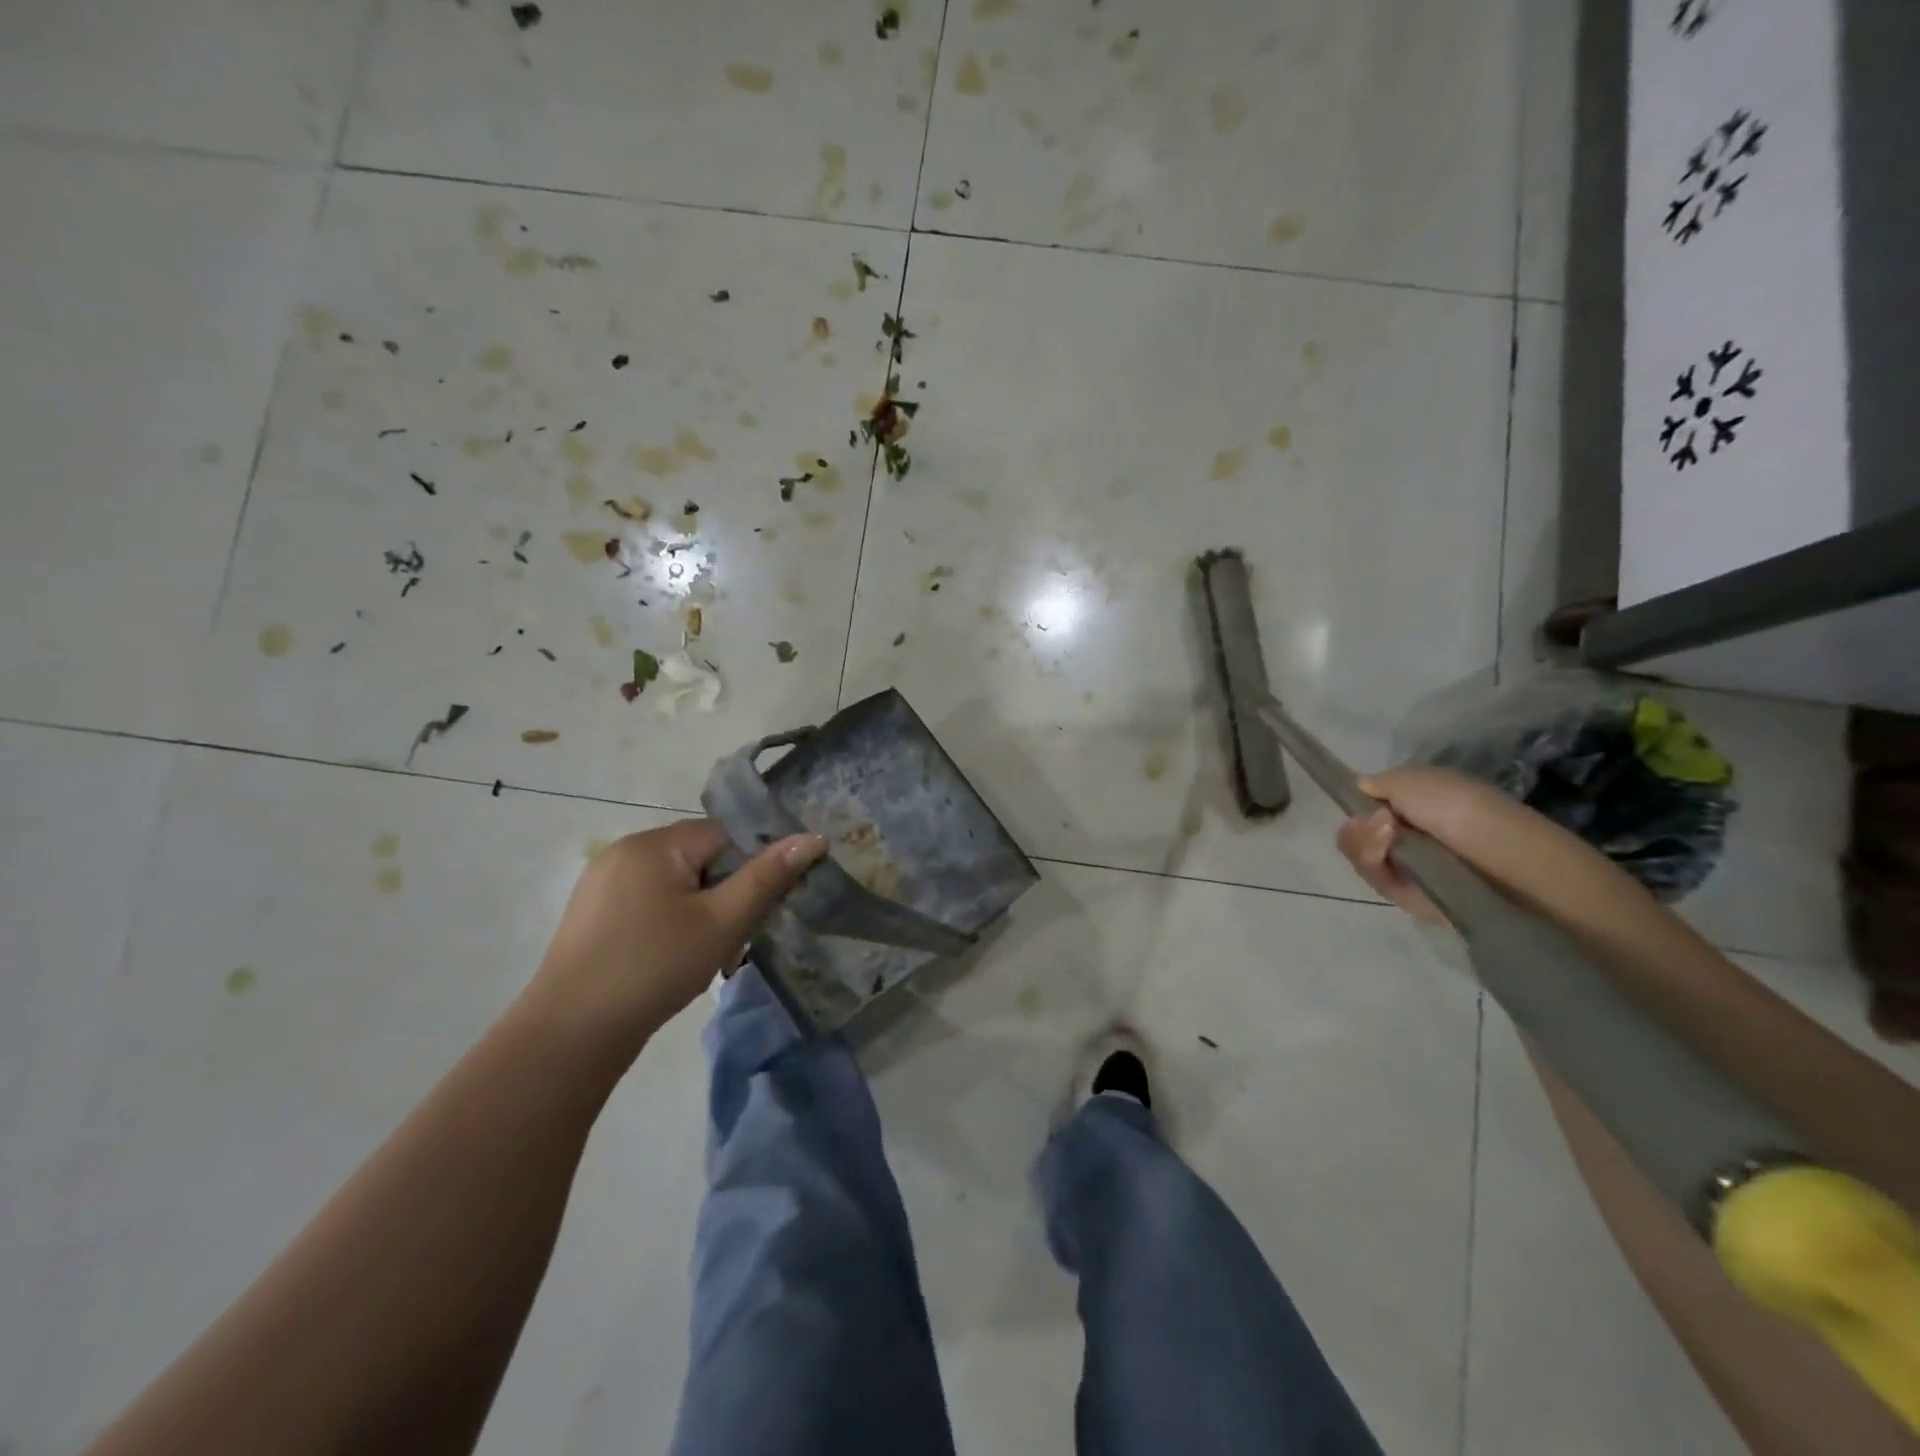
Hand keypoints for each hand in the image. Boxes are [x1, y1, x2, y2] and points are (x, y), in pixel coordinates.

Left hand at [525, 819, 826, 1053]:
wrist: (571, 1034)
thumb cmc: (654, 967)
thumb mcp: (722, 922)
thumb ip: (768, 877)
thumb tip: (813, 838)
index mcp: (655, 843)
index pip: (725, 836)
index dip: (750, 869)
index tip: (759, 909)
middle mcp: (624, 852)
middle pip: (699, 859)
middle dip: (723, 895)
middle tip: (732, 940)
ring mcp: (601, 883)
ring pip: (675, 885)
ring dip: (698, 912)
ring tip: (704, 956)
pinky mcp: (590, 914)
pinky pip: (647, 903)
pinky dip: (668, 924)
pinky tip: (669, 961)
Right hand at [1336, 766, 1496, 924]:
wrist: (1500, 856)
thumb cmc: (1457, 807)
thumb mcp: (1411, 780)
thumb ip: (1378, 783)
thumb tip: (1361, 788)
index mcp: (1415, 806)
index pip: (1368, 809)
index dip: (1357, 807)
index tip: (1358, 804)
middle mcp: (1409, 836)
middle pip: (1358, 835)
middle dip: (1358, 829)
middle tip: (1375, 823)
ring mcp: (1407, 867)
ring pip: (1361, 857)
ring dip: (1364, 844)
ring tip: (1386, 838)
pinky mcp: (1407, 896)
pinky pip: (1375, 880)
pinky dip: (1374, 863)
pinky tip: (1386, 855)